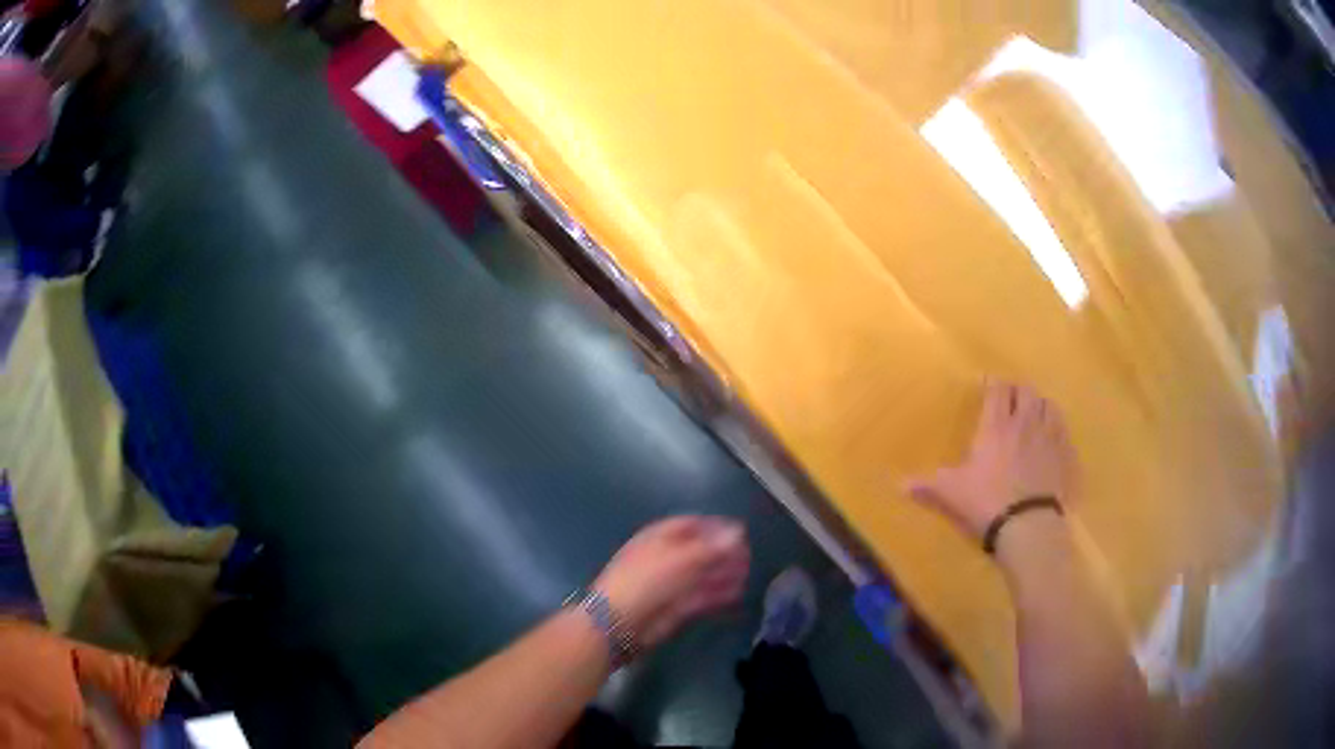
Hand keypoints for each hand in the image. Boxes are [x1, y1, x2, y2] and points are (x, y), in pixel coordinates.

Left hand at [593, 516, 749, 647]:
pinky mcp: (676, 609)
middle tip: (748, 555)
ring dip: (724, 574)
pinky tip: (737, 594)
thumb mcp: (680, 559)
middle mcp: (666, 559)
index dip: (716, 527)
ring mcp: (670, 585)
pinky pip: (701, 598)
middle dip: (723, 553)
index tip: (742, 531)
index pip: (691, 525)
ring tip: (747, 574)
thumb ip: (712, 547)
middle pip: (699, 551)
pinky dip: (719, 595)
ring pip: (702, 576)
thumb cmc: (646, 581)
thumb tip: (739, 531)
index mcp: (659, 538)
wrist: (619, 624)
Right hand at [906, 380, 1075, 538]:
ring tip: (1033, 412)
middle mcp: (1024, 423)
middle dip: (1017, 390)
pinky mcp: (1063, 454)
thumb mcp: (950, 494)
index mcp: (995, 426)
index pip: (998, 390)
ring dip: (1039, 404)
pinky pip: (1063, 429)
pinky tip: (1052, 434)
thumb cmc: (985, 502)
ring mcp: (1048, 437)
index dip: (993, 384)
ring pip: (1047, 405)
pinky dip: (1057, 425)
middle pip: (1025, 391)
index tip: (988, 385)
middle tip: (1010, 398)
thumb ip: (927, 485)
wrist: (1027, 525)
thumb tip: (897, 485)